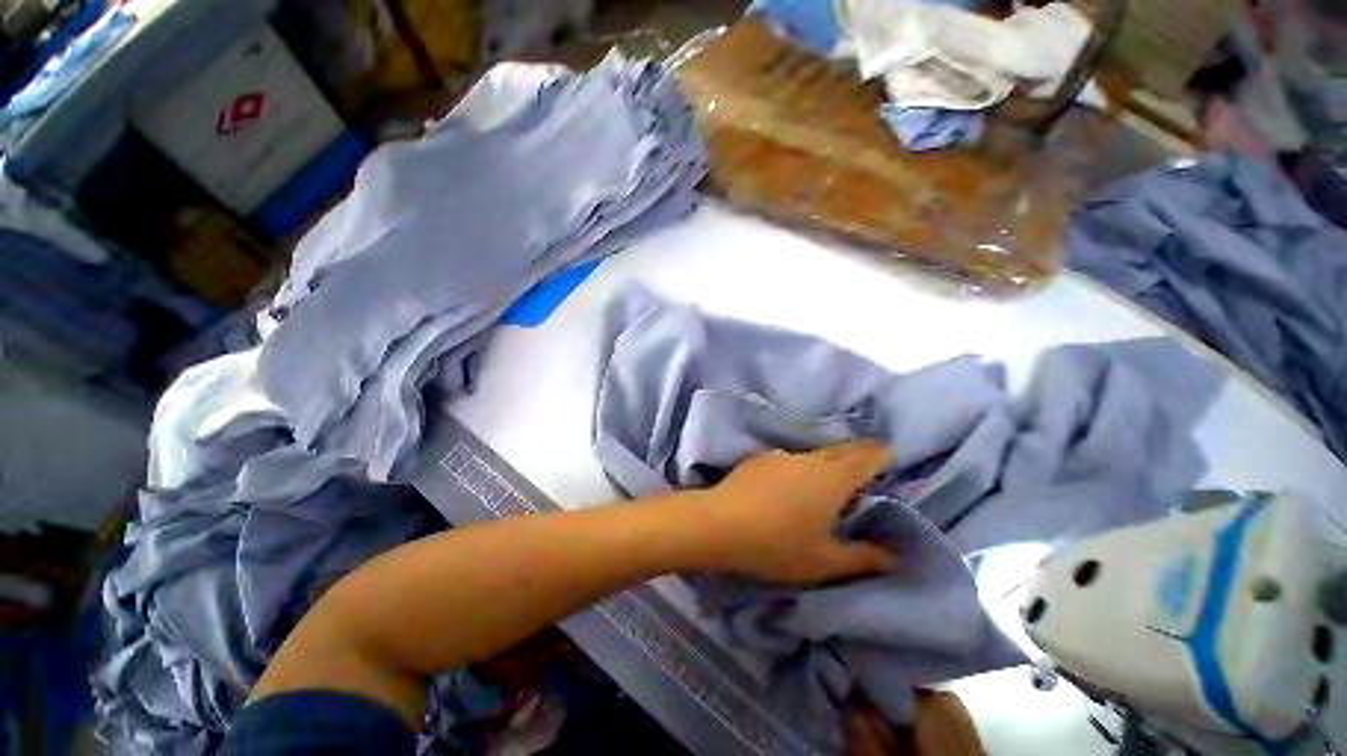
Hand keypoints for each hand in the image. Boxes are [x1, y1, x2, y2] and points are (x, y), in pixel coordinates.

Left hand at [683, 442, 897, 582]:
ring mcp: (781, 455)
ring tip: (827, 484)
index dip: (882, 454)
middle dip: (858, 456)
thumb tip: (893, 557)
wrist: (720, 523)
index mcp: (833, 478)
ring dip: (827, 463)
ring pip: (814, 454)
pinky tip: (789, 487)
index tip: (890, 457)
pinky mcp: (759, 459)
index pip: (868, 456)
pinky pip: (789, 460)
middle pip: (842, 450)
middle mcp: (810, 458)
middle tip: (865, 471)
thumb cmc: (778, 544)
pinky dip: (800, 468)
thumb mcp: (826, 561)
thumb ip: (863, 558)